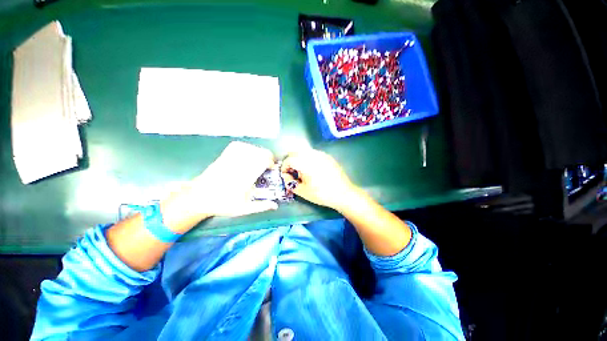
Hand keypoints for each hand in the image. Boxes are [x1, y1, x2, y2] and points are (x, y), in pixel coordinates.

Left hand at [161, 142, 277, 230]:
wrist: (197, 198)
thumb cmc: (222, 204)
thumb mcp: (243, 209)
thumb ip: (260, 206)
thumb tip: (275, 205)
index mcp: (245, 178)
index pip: (261, 162)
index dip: (270, 162)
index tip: (271, 167)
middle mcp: (238, 166)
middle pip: (257, 152)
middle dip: (266, 156)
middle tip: (267, 164)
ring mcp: (230, 160)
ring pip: (249, 147)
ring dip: (258, 152)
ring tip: (259, 159)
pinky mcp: (223, 157)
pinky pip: (237, 146)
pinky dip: (246, 147)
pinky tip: (248, 153)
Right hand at [281, 149, 357, 210]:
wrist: (343, 193)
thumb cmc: (322, 194)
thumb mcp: (302, 191)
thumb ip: (290, 183)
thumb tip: (286, 176)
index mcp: (305, 163)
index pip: (289, 159)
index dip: (284, 167)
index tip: (285, 175)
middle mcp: (312, 155)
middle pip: (295, 152)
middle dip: (290, 161)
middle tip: (292, 172)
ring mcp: (321, 154)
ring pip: (304, 151)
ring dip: (299, 158)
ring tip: (302, 170)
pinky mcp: (327, 156)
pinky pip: (313, 153)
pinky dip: (308, 158)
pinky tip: (312, 169)